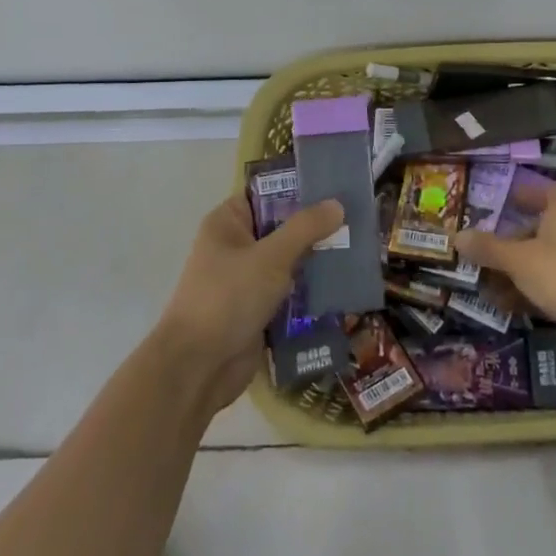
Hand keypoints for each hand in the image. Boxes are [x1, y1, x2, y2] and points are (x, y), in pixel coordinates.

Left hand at [156, 193, 344, 411]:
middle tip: (357, 219)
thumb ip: (305, 228)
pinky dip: (311, 289)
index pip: (267, 193)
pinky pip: (290, 290)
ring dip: (317, 259)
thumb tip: (337, 204)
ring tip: (357, 250)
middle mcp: (236, 246)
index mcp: (228, 222)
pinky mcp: (257, 309)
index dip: (299, 189)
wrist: (198, 368)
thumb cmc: (228, 298)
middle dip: (316, 227)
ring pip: (289, 260)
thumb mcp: (271, 257)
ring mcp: (246, 279)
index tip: (336, 187)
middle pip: (282, 227)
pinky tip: (343, 284)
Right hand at [455, 181, 555, 331]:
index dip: (527, 193)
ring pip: (549, 254)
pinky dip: (535, 285)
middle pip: (545, 224)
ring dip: (522, 265)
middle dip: (517, 235)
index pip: (549, 189)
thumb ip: (488, 248)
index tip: (504, 202)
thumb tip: (457, 237)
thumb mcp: (517, 259)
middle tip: (491, 245)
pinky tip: (510, 303)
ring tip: (492, 279)